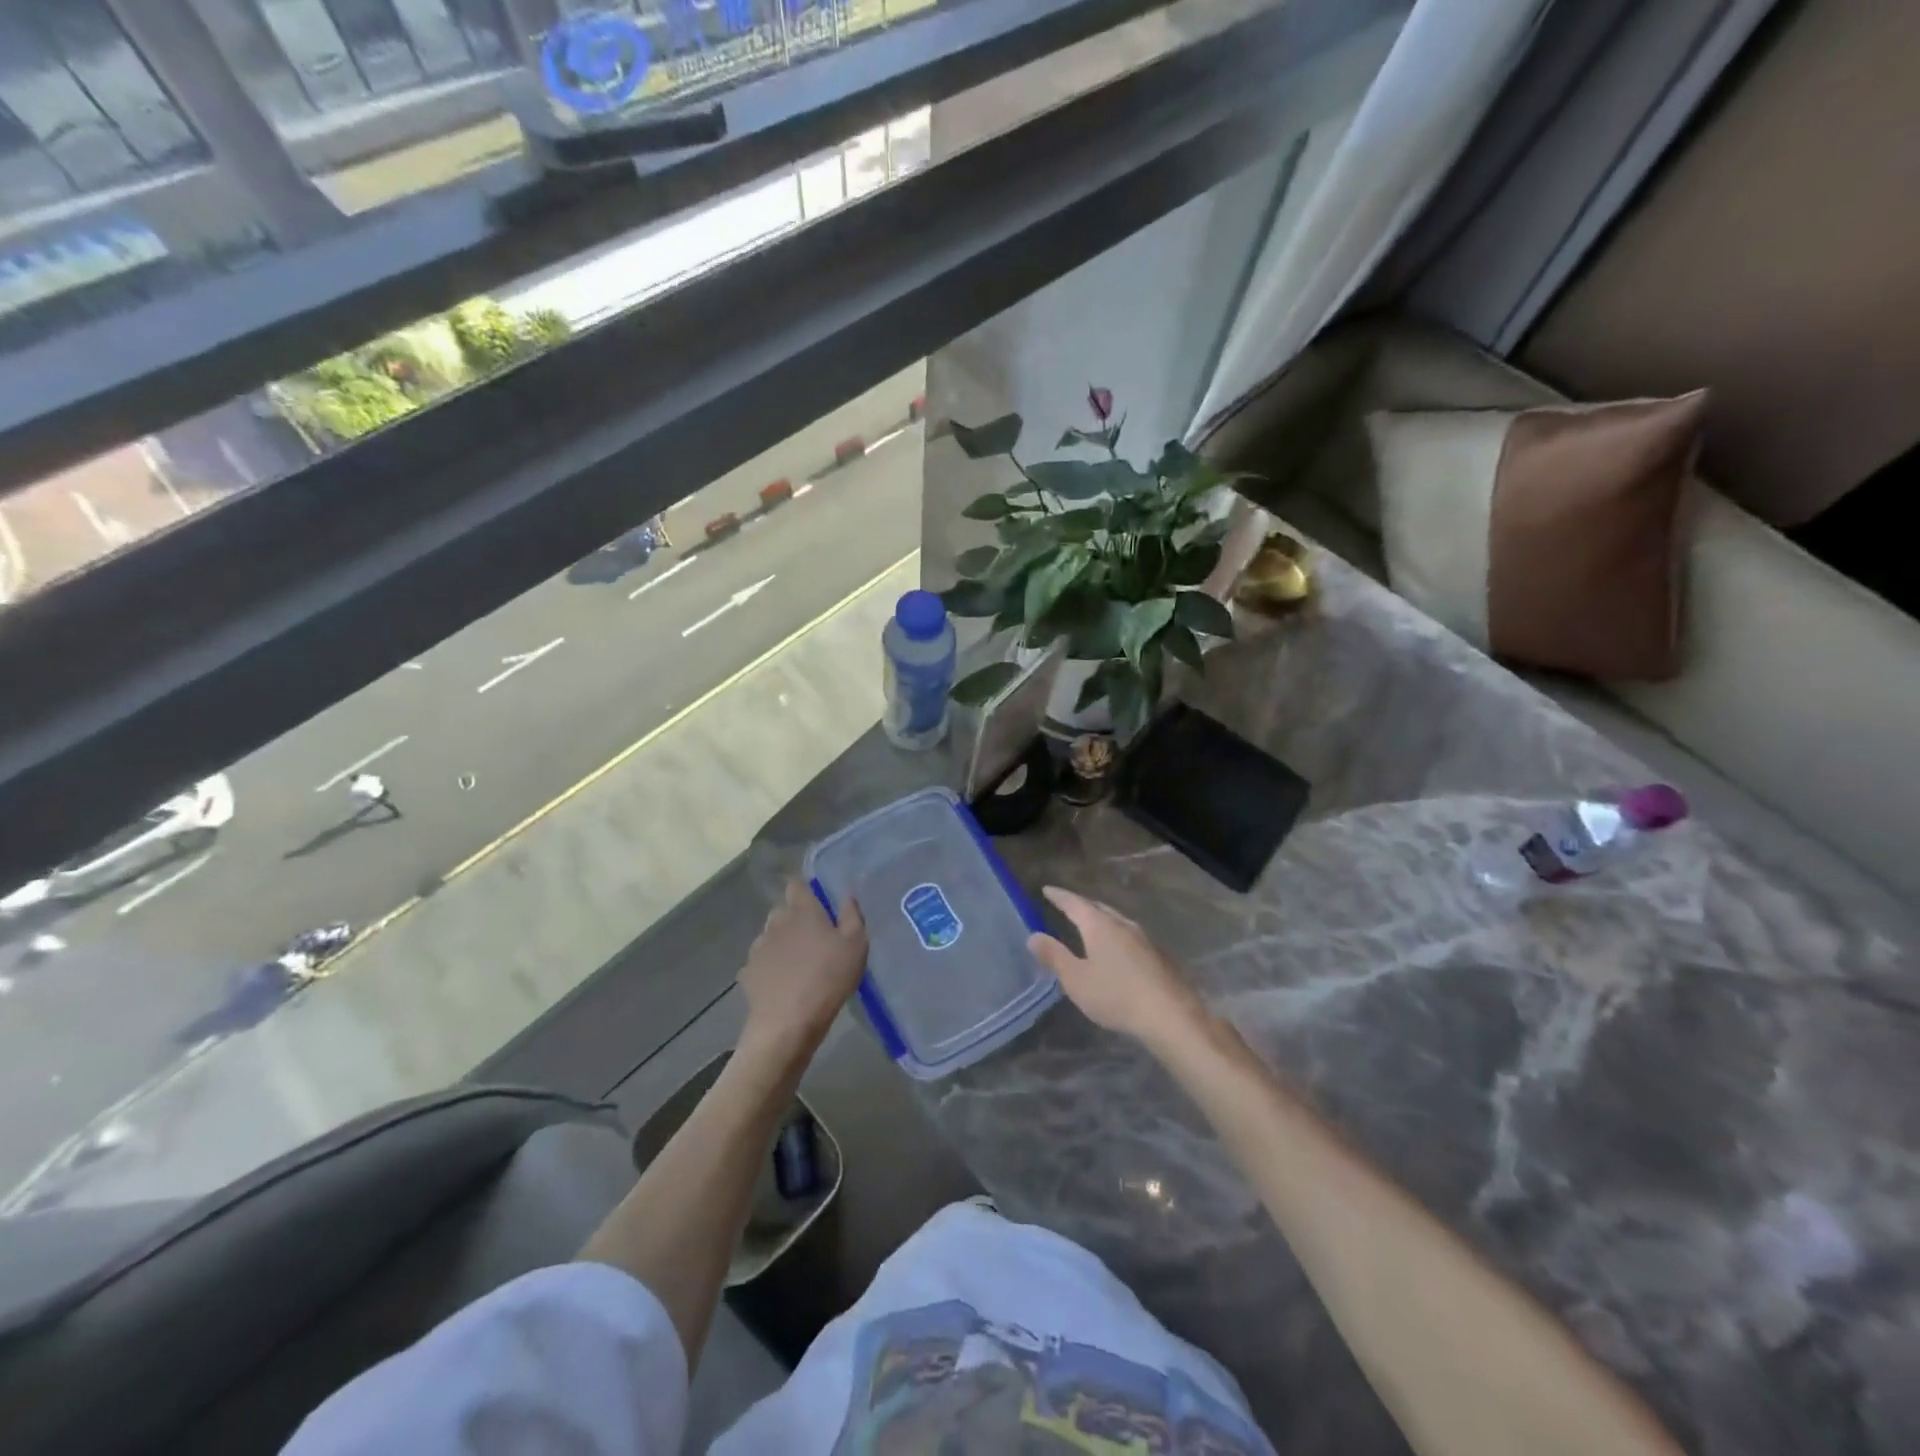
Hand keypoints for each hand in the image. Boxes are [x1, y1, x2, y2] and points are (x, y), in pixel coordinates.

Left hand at [738, 880, 867, 1056]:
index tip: (817, 901)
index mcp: (802, 911)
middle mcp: (776, 922)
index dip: (804, 889)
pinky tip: (782, 984)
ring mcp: (758, 948)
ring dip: (782, 944)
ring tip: (798, 965)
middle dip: (795, 919)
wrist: (787, 1024)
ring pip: (771, 937)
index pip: (796, 885)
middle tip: (814, 939)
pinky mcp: (748, 972)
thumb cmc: (828, 979)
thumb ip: (852, 916)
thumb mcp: (856, 946)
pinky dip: (770, 968)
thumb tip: (847, 896)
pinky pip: (761, 963)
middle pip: (783, 911)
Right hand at [1027, 886, 1206, 1046]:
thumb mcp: (1076, 979)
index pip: (1074, 903)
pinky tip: (1118, 951)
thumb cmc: (1115, 995)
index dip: (1059, 896)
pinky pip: (1130, 936)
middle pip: (1099, 908)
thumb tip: (1033, 935)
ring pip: (1117, 921)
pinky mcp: (1158, 956)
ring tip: (1091, 926)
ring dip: (1102, 920)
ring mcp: (1144, 939)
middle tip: (1068, 906)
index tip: (1047, 890)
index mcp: (1099, 925)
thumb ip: (1054, 956)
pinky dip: (1117, 936)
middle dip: (1082, 906)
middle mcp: (1123, 924)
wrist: (1170, 1015)